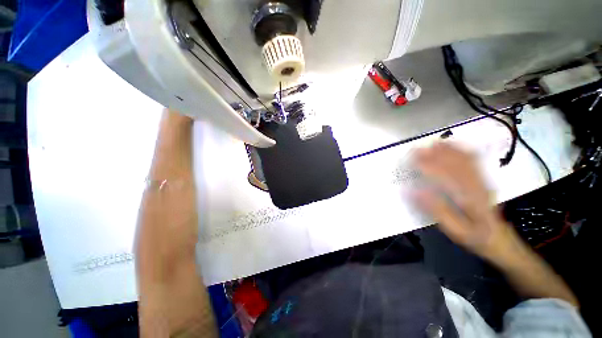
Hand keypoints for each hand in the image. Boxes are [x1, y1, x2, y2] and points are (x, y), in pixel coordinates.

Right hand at [415, 142, 518, 259]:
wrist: (499, 238)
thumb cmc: (474, 236)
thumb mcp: (454, 230)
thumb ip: (436, 209)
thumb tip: (415, 191)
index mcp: (468, 198)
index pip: (445, 176)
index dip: (428, 166)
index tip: (412, 161)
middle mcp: (476, 185)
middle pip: (455, 164)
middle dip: (434, 155)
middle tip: (416, 150)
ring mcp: (481, 181)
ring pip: (465, 159)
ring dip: (447, 150)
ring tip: (431, 144)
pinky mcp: (483, 179)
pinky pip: (473, 161)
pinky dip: (461, 151)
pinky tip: (453, 146)